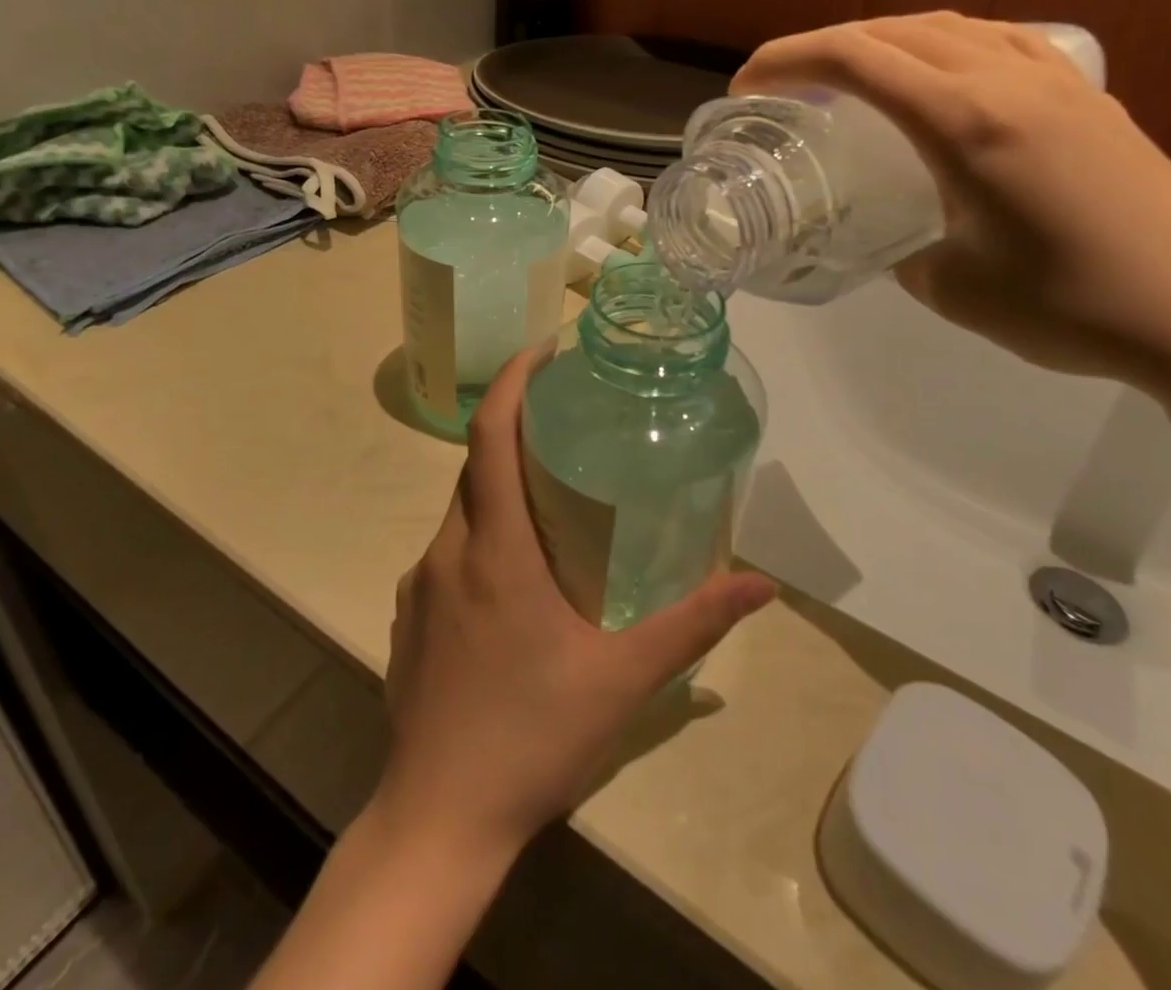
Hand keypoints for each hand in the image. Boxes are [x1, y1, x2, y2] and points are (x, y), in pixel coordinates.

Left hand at [373, 352, 775, 864]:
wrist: (437, 821)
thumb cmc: (531, 738)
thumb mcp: (624, 679)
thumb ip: (693, 625)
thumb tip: (761, 585)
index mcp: (494, 548)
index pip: (489, 435)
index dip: (511, 381)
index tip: (543, 350)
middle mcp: (448, 551)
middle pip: (476, 467)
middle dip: (515, 432)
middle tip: (567, 424)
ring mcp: (420, 586)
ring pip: (461, 512)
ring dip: (500, 490)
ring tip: (552, 499)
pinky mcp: (409, 618)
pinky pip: (448, 554)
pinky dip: (482, 537)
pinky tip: (516, 579)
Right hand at [733, 12, 1170, 400]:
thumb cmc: (1069, 306)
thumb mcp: (950, 288)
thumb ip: (902, 251)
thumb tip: (893, 239)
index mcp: (965, 122)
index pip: (855, 60)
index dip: (788, 61)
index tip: (745, 87)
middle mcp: (1008, 80)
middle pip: (894, 31)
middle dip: (822, 47)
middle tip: (783, 86)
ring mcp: (1056, 80)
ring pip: (948, 27)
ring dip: (883, 40)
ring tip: (850, 77)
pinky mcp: (1088, 96)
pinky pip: (999, 41)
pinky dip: (946, 46)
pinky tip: (942, 77)